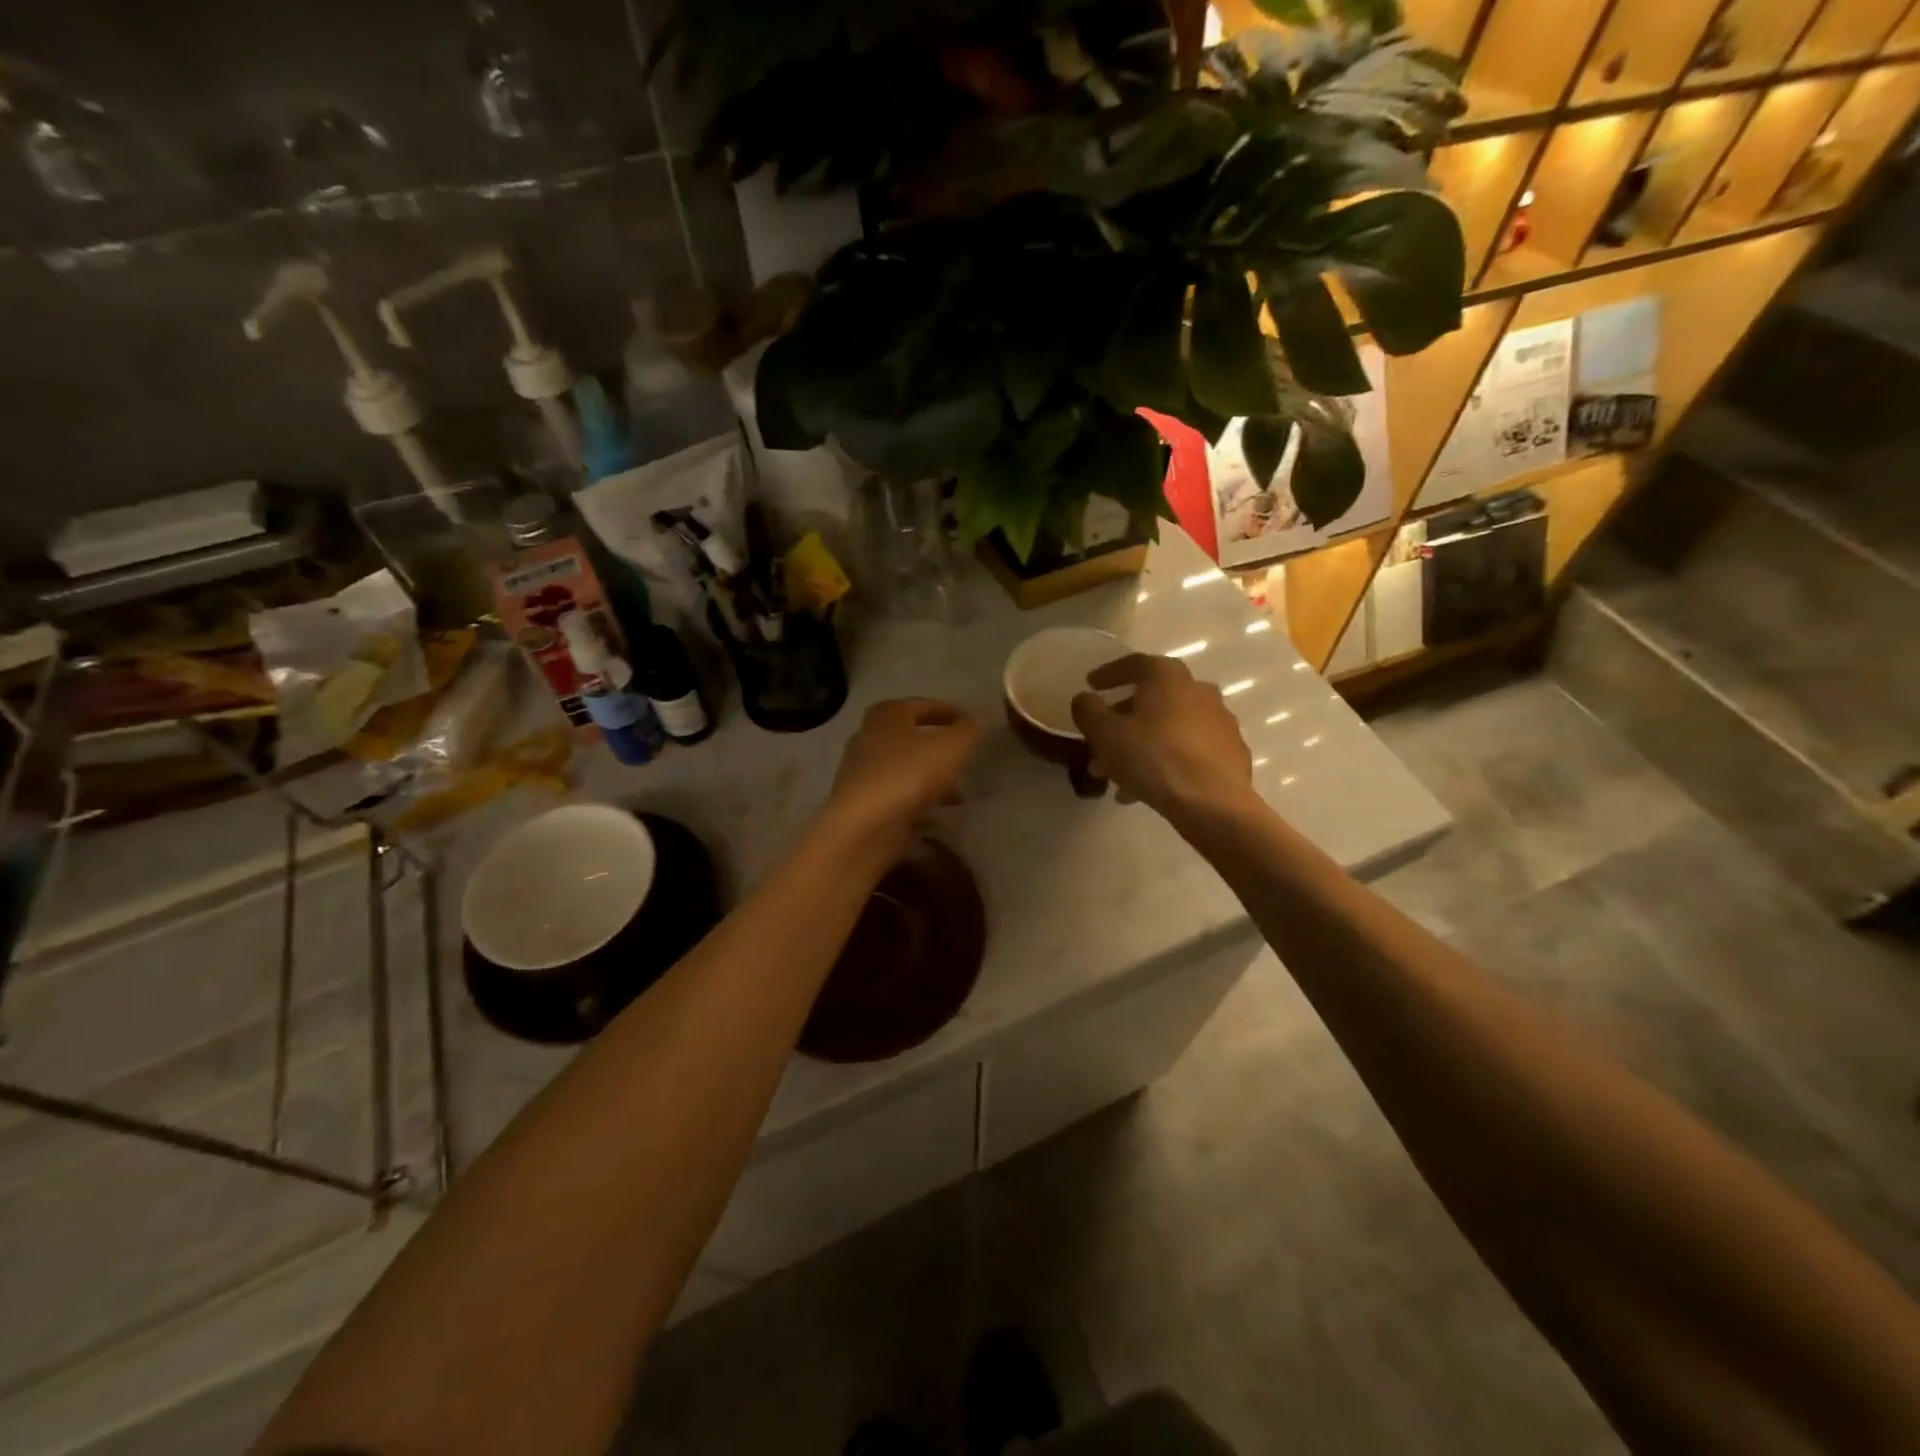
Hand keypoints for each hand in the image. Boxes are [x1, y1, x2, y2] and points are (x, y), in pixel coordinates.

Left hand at [825, 698, 980, 855]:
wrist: (863, 825)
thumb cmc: (907, 774)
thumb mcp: (949, 748)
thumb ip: (966, 731)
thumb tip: (976, 719)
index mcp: (887, 715)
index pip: (922, 705)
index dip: (949, 712)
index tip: (970, 724)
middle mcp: (870, 737)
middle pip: (911, 736)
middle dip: (939, 747)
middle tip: (962, 757)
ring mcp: (863, 770)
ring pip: (906, 766)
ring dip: (932, 776)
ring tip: (958, 792)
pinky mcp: (863, 801)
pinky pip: (898, 792)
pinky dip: (919, 797)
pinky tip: (938, 812)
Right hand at [1071, 655, 1253, 819]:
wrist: (1212, 802)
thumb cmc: (1152, 758)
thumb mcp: (1104, 734)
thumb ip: (1088, 710)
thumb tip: (1085, 699)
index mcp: (1167, 677)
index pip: (1134, 664)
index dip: (1108, 674)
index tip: (1091, 685)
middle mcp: (1198, 690)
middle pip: (1153, 699)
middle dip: (1123, 720)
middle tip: (1102, 741)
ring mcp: (1220, 722)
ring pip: (1170, 728)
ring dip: (1143, 745)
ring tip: (1120, 775)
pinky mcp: (1231, 752)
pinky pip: (1190, 750)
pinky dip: (1167, 760)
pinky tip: (1150, 786)